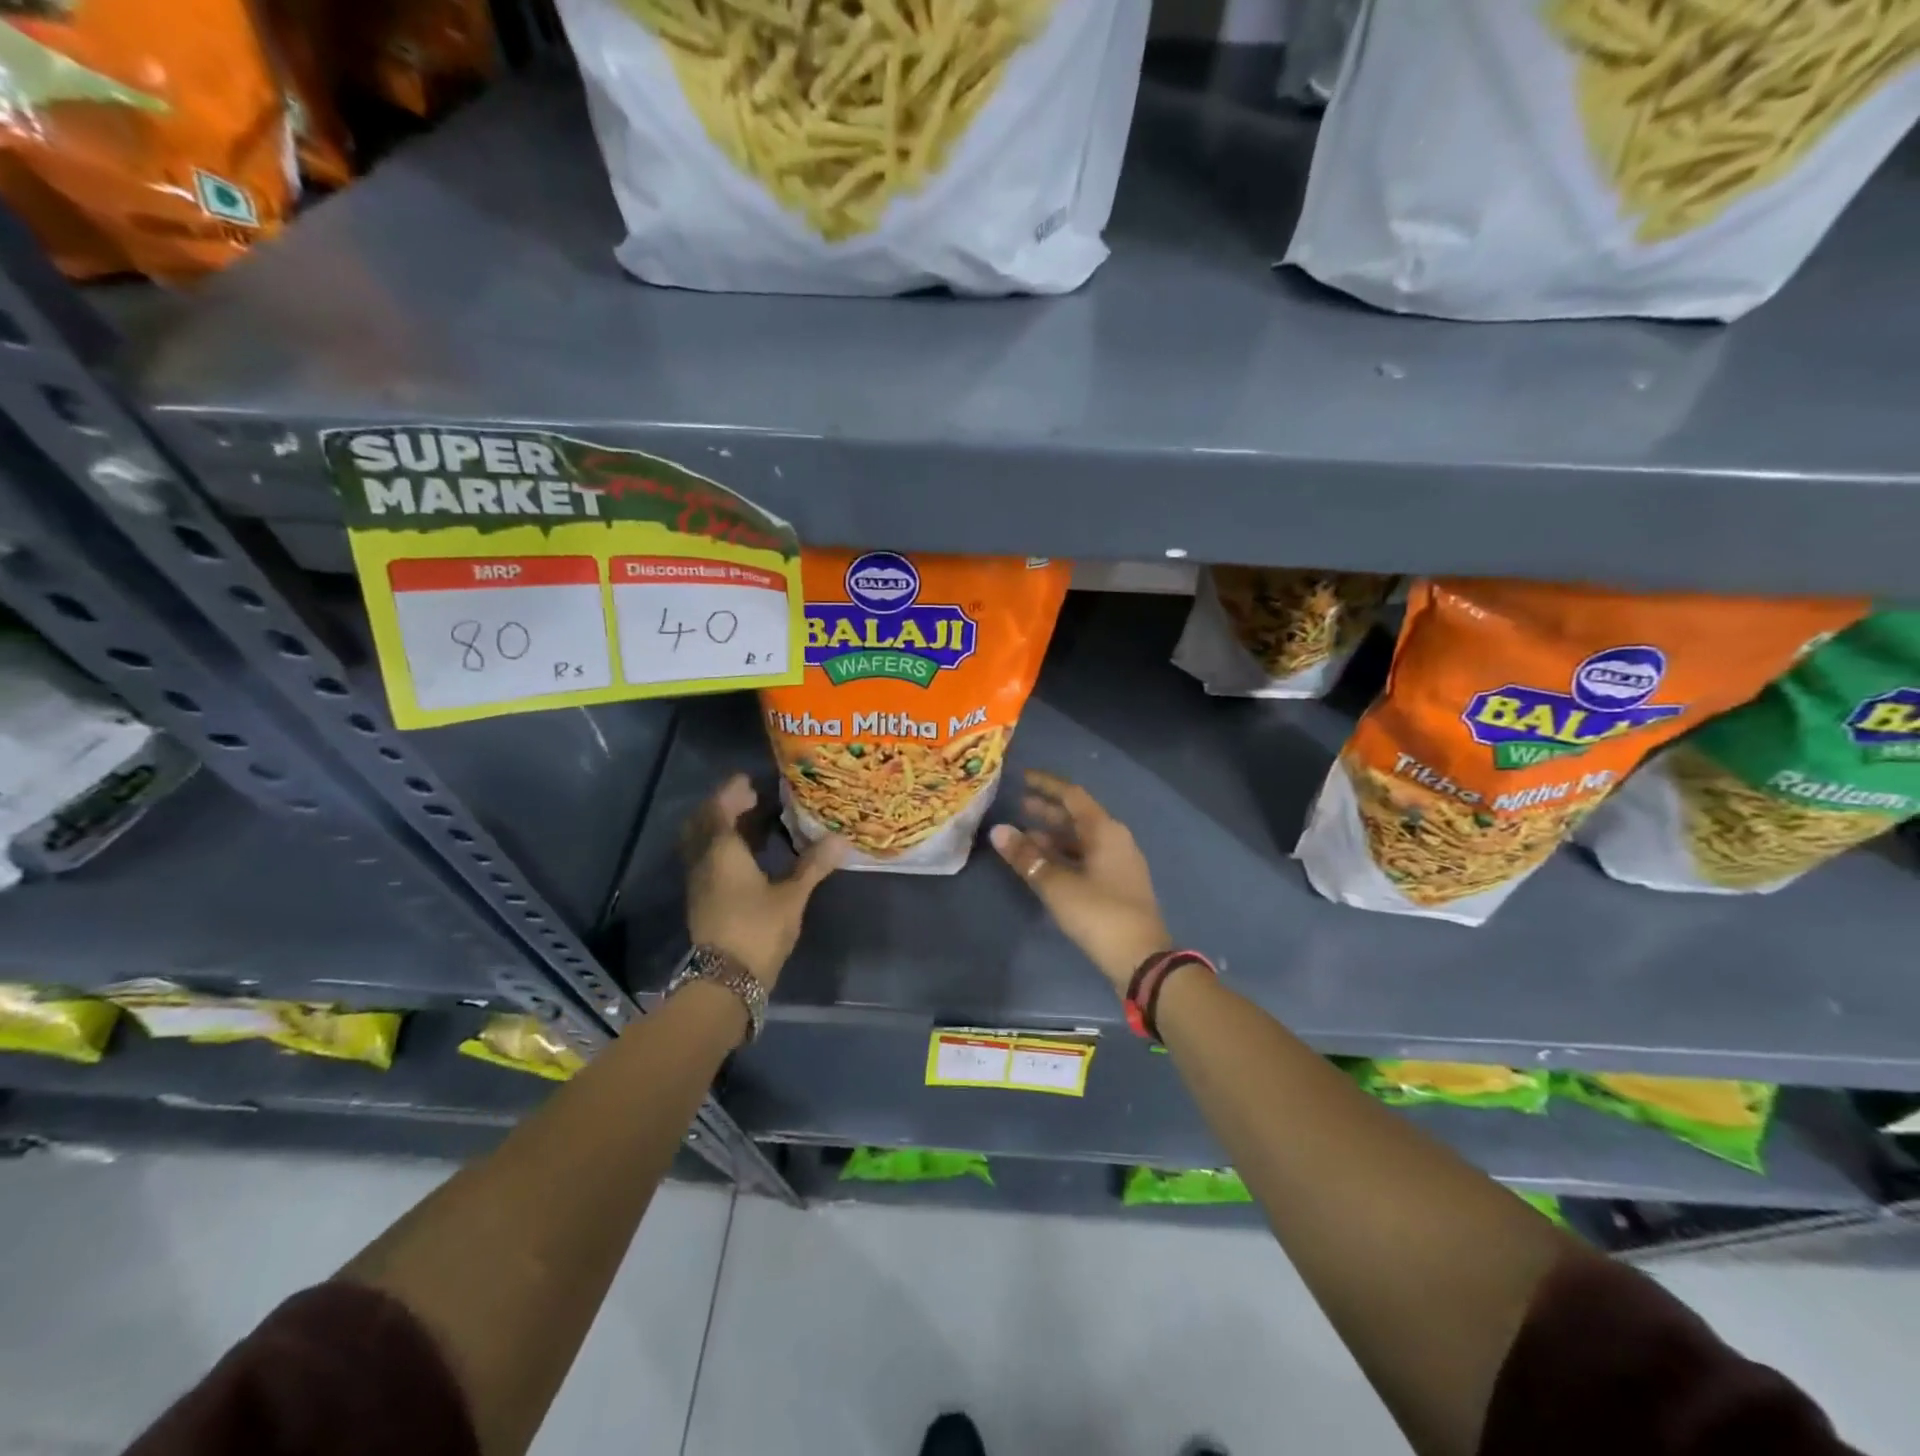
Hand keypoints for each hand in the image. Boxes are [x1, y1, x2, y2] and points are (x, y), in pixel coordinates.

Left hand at [681, 773, 845, 989]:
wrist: (726, 981)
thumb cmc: (758, 929)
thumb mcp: (792, 896)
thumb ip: (813, 865)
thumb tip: (840, 840)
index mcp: (722, 851)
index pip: (720, 809)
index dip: (732, 792)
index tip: (749, 781)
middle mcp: (703, 861)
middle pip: (703, 823)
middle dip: (722, 807)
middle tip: (748, 799)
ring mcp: (699, 882)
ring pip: (702, 843)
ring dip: (720, 827)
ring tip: (751, 823)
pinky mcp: (701, 900)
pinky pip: (706, 860)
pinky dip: (721, 848)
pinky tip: (747, 856)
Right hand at [990, 770, 1170, 993]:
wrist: (1142, 959)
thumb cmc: (1099, 914)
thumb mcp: (1056, 884)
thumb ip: (1026, 857)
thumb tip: (998, 830)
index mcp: (1105, 830)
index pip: (1072, 795)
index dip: (1046, 785)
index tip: (1022, 777)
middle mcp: (1115, 839)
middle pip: (1077, 817)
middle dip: (1047, 811)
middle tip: (1018, 805)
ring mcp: (1118, 863)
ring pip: (1081, 840)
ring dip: (1053, 836)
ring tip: (1023, 837)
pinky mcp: (1117, 885)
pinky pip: (1085, 858)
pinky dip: (1063, 856)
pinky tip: (1043, 865)